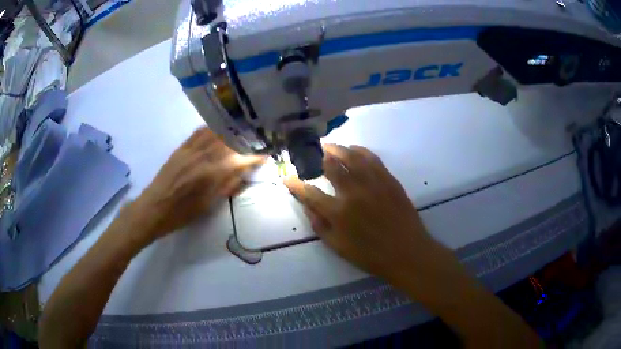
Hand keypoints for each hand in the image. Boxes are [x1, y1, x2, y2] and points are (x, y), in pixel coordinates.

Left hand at [126, 127, 263, 243]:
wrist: (154, 208)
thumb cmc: (182, 213)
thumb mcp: (209, 205)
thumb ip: (227, 186)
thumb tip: (244, 174)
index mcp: (213, 174)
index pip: (241, 160)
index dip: (255, 156)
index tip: (265, 154)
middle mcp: (204, 156)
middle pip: (230, 141)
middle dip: (245, 139)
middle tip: (254, 141)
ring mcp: (191, 149)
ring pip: (215, 132)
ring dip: (230, 131)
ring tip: (239, 132)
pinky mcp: (181, 147)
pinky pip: (199, 132)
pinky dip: (211, 129)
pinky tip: (217, 130)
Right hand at [284, 144, 435, 285]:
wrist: (406, 252)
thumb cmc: (370, 255)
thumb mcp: (338, 247)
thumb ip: (319, 226)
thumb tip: (307, 206)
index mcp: (339, 212)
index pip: (310, 193)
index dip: (295, 184)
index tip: (287, 178)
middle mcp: (354, 192)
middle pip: (332, 166)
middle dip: (318, 157)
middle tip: (313, 153)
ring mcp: (373, 183)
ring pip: (352, 157)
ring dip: (338, 149)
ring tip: (330, 146)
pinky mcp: (388, 180)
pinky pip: (372, 159)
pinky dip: (360, 151)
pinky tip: (354, 150)